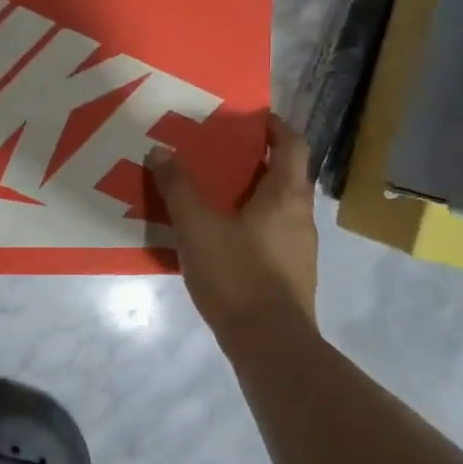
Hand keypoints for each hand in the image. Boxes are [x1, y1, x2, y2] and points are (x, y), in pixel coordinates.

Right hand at [149, 114, 318, 335]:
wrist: (270, 345)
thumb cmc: (237, 275)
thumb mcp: (197, 227)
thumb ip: (178, 188)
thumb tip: (160, 150)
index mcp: (286, 195)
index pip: (293, 144)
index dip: (275, 126)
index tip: (250, 118)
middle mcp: (301, 216)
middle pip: (286, 174)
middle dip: (256, 160)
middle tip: (219, 154)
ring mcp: (301, 248)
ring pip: (279, 206)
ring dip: (252, 194)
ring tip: (214, 194)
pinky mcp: (292, 274)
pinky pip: (273, 234)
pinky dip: (252, 223)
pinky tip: (221, 237)